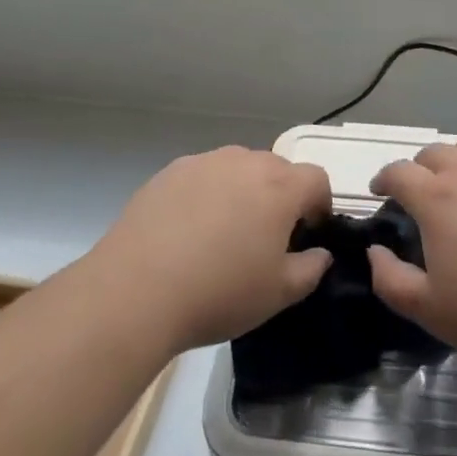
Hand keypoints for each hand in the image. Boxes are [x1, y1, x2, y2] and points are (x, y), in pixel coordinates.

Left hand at [87, 146, 333, 353]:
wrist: (136, 290)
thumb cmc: (219, 292)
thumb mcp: (278, 294)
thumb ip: (310, 269)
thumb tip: (320, 254)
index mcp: (280, 187)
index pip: (316, 179)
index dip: (319, 205)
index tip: (307, 235)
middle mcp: (246, 161)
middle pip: (278, 169)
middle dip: (281, 196)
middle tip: (265, 238)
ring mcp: (205, 162)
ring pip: (238, 168)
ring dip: (242, 191)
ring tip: (223, 234)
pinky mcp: (170, 171)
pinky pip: (203, 175)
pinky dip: (206, 194)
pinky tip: (188, 231)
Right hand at [367, 137, 456, 372]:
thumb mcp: (428, 309)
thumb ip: (390, 279)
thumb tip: (375, 251)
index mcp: (436, 199)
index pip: (398, 171)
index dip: (383, 178)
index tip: (380, 192)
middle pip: (434, 152)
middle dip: (418, 167)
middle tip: (419, 192)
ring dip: (456, 158)